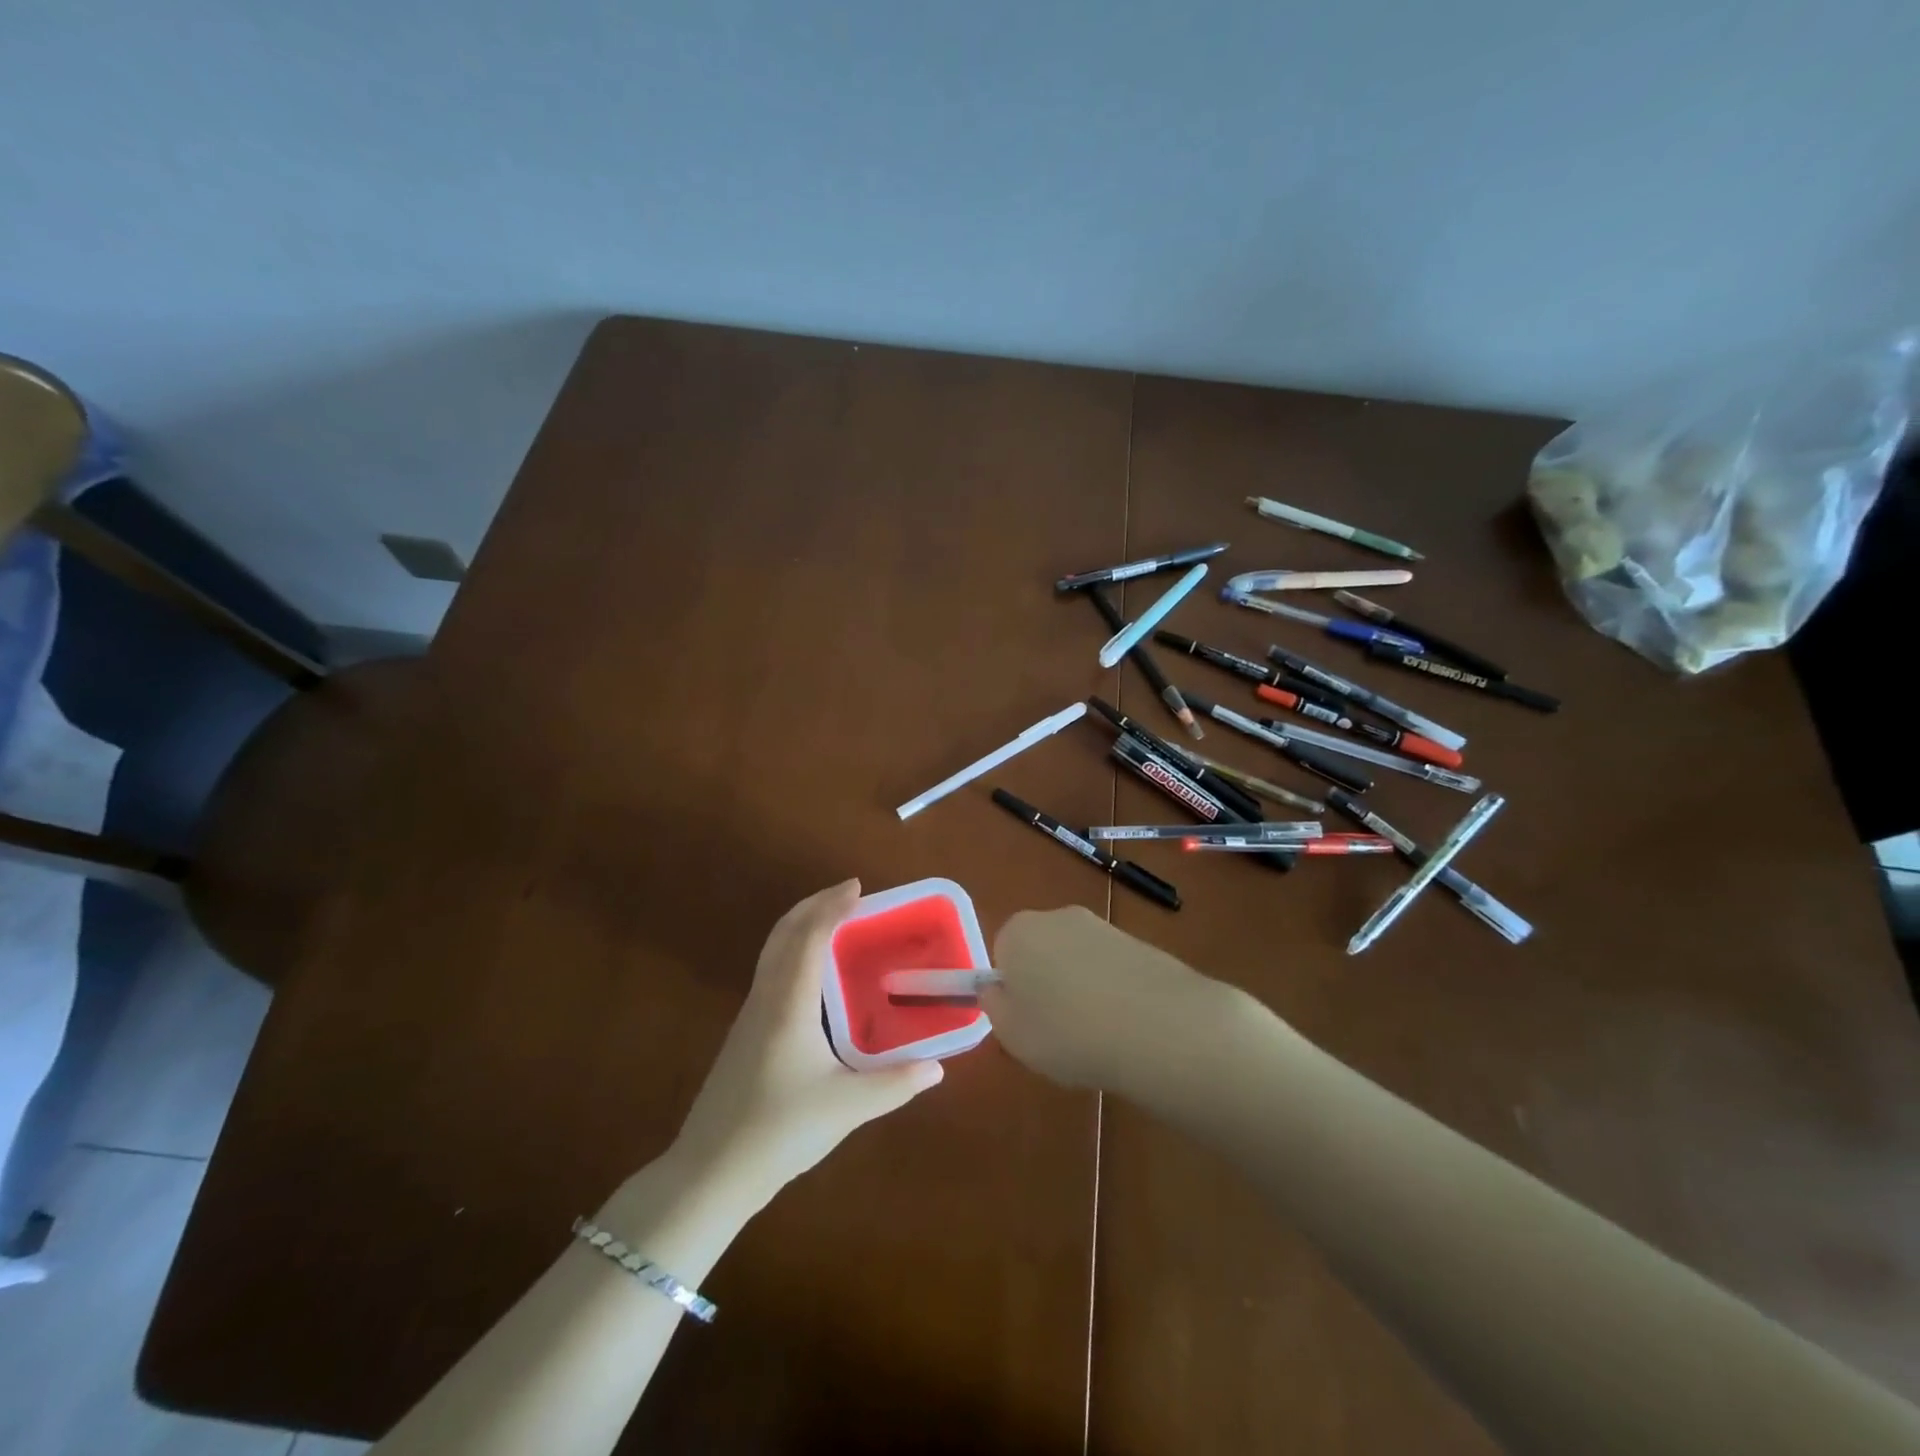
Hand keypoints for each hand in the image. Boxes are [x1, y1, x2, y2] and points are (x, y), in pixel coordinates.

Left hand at [671, 879, 943, 1201]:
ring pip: (772, 951)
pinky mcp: (744, 1034)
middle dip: (814, 905)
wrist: (711, 1172)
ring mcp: (750, 1015)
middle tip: (848, 893)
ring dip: (801, 925)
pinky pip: (770, 971)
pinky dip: (793, 951)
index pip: (810, 937)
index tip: (858, 888)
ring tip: (833, 922)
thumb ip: (895, 1083)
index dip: (833, 907)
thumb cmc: (780, 1131)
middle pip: (784, 933)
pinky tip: (812, 975)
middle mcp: (766, 998)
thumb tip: (938, 1067)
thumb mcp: (847, 1108)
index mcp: (789, 1004)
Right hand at [982, 906, 1251, 1093]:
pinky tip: (1126, 1025)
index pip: (1002, 953)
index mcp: (1018, 931)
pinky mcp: (1139, 941)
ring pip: (1077, 959)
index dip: (1012, 989)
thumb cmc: (1068, 1032)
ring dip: (1080, 987)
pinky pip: (1111, 967)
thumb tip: (996, 989)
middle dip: (1045, 983)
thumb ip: (995, 1007)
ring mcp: (1102, 926)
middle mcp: (1057, 916)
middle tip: (1056, 1030)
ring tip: (1096, 1034)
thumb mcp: (1013, 1034)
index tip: (1025, 1021)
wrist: (1158, 1025)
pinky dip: (1113, 990)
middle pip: (1040, 950)